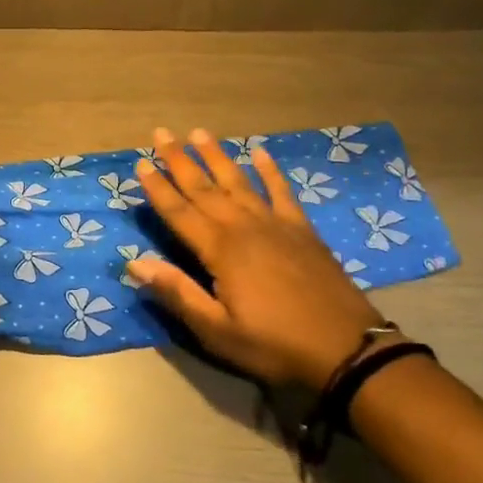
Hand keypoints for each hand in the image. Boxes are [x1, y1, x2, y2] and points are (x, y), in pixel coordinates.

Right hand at [128, 127, 384, 387]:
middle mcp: (244, 226)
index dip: (158, 188)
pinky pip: (281, 191)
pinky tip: (261, 151)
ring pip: (238, 181)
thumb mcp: (217, 331)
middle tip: (161, 132)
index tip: (139, 162)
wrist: (347, 349)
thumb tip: (135, 263)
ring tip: (199, 132)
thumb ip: (177, 293)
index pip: (179, 211)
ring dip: (216, 156)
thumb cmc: (274, 344)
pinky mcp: (302, 229)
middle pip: (204, 187)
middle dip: (179, 160)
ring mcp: (275, 224)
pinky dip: (270, 170)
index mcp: (220, 249)